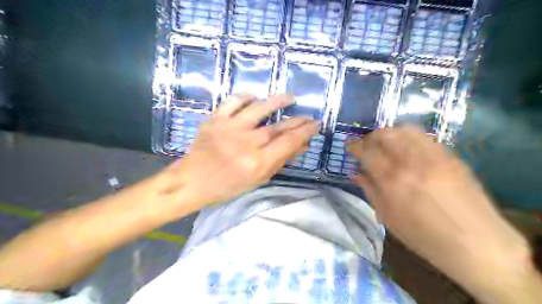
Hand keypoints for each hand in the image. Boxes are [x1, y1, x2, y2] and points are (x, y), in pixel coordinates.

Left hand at [158, 93, 318, 208]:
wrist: (192, 181)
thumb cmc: (227, 185)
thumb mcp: (257, 179)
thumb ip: (280, 161)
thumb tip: (303, 145)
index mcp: (257, 162)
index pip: (289, 142)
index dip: (306, 131)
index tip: (316, 124)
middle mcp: (246, 142)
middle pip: (278, 127)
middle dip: (297, 120)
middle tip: (308, 116)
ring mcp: (229, 128)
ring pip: (259, 108)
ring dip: (277, 101)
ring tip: (290, 98)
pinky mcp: (215, 119)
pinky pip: (233, 102)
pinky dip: (246, 97)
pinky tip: (255, 97)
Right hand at [345, 126, 532, 301]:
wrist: (476, 244)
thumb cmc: (424, 236)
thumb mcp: (388, 217)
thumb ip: (370, 190)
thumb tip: (355, 173)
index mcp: (392, 180)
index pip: (366, 152)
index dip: (354, 146)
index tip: (349, 147)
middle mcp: (412, 162)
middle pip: (385, 134)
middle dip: (371, 137)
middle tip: (367, 146)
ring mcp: (434, 156)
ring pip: (405, 130)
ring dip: (389, 133)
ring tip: (385, 144)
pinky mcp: (451, 156)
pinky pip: (424, 137)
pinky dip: (409, 137)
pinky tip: (407, 148)